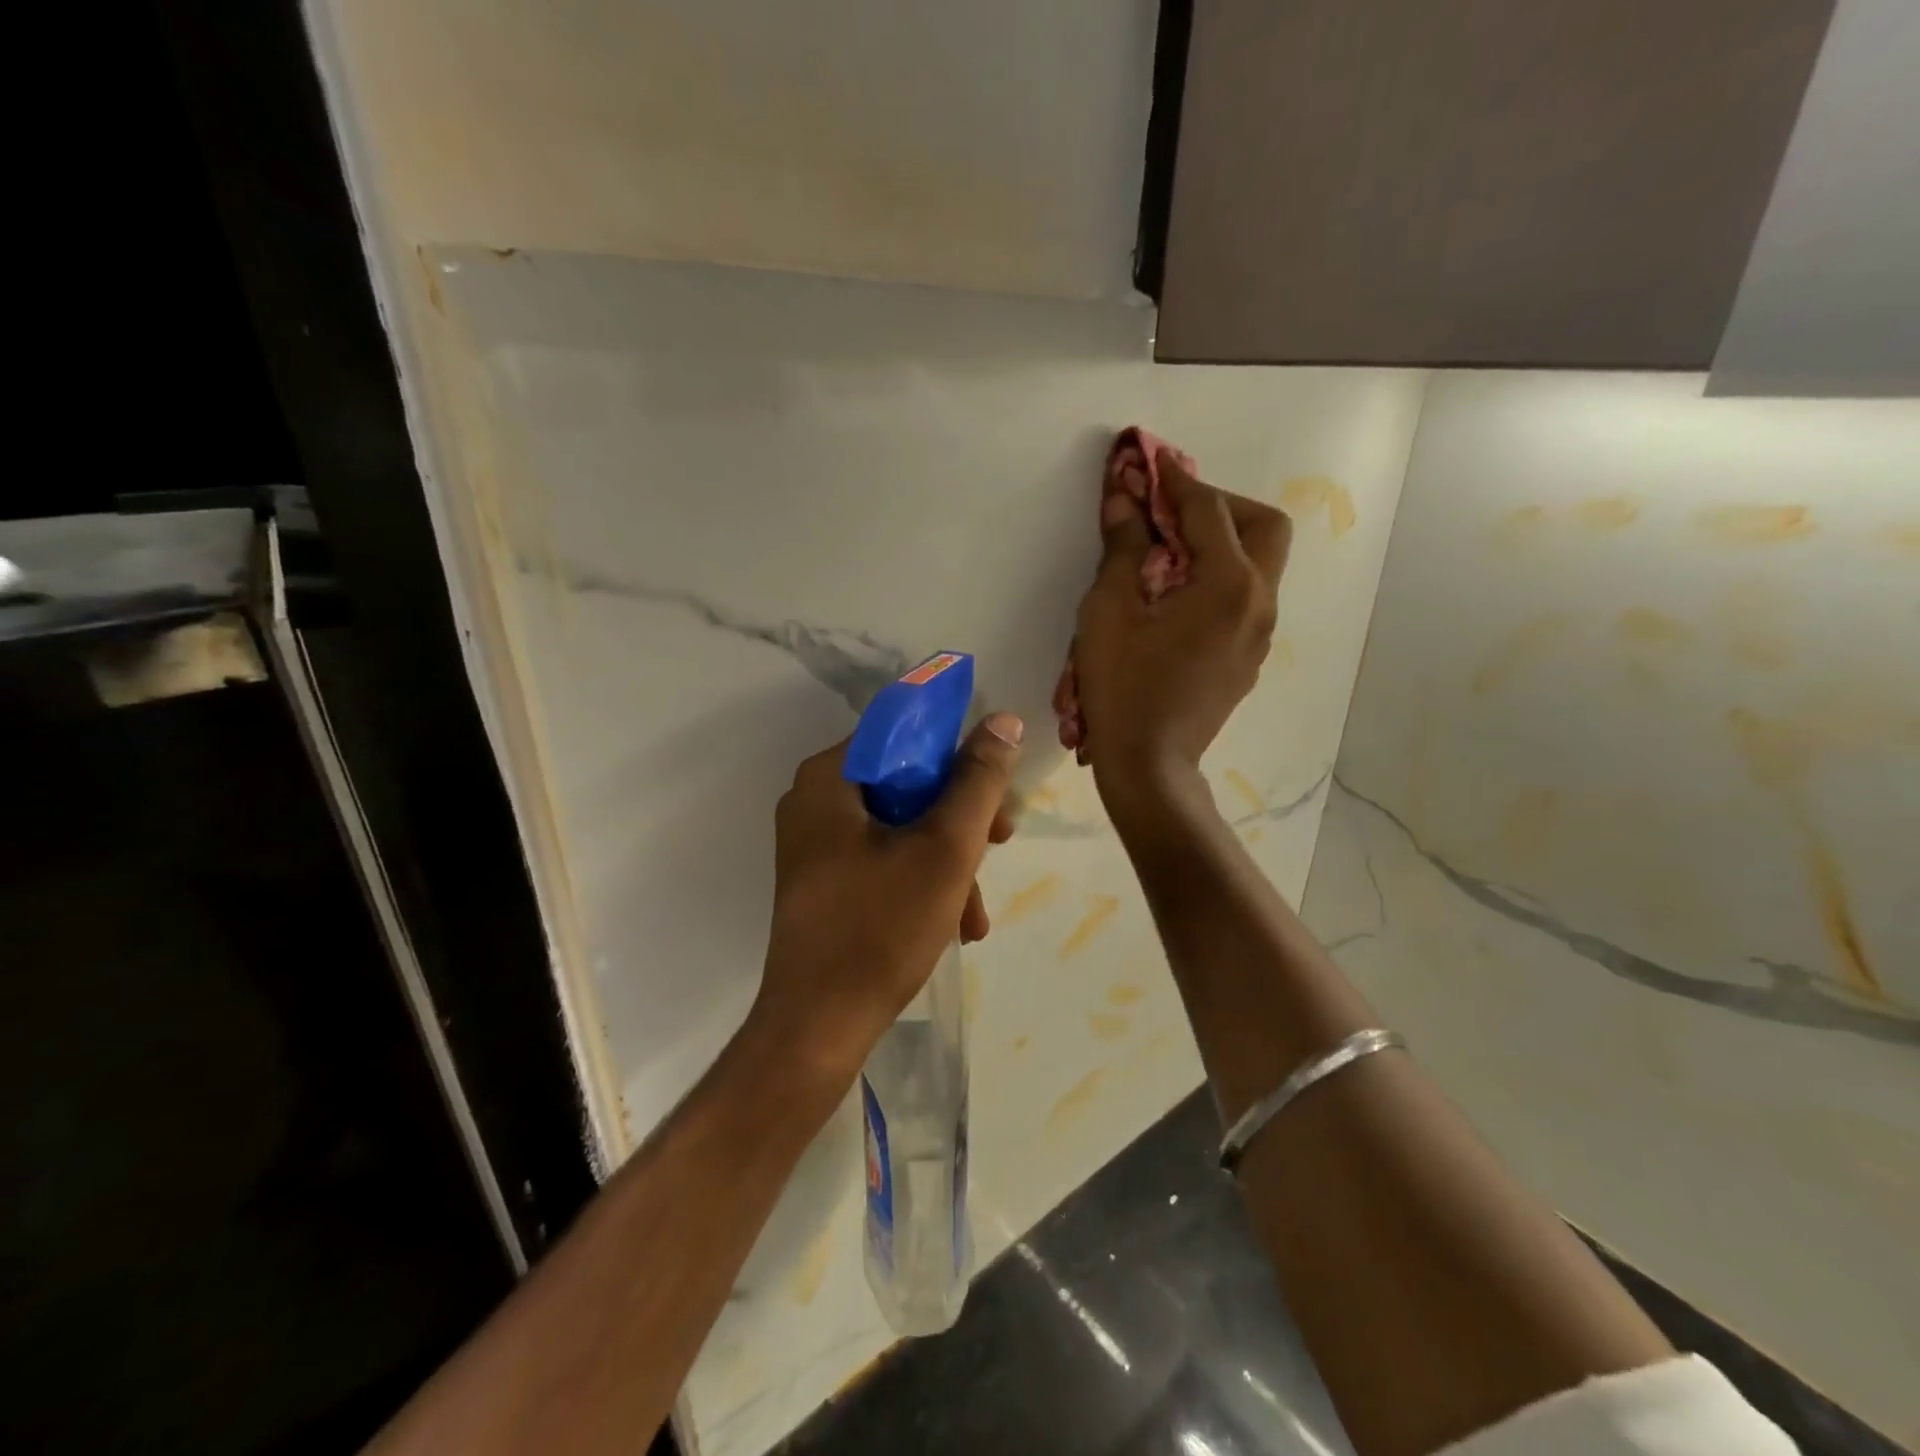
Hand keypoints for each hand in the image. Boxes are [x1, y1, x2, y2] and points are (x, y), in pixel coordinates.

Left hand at [753, 714, 1022, 1080]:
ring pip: (900, 825)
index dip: (958, 752)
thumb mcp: (945, 847)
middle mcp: (814, 800)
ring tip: (976, 912)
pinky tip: (954, 923)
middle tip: (1001, 843)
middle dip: (960, 818)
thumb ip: (978, 780)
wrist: (818, 1028)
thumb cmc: (881, 928)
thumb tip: (1002, 721)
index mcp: (829, 778)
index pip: (904, 732)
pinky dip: (921, 881)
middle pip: (906, 782)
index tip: (996, 789)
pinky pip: (883, 858)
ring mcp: (815, 843)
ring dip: (948, 860)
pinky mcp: (823, 880)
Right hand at [1074, 450, 1290, 797]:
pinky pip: (1245, 599)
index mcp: (1229, 584)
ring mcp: (1259, 634)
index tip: (1151, 462)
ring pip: (1259, 565)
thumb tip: (1123, 498)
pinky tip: (1177, 601)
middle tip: (1174, 514)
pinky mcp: (1248, 659)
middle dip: (1221, 506)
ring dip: (1222, 544)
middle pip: (1264, 526)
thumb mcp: (1109, 610)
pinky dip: (1219, 580)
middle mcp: (1259, 602)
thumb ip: (1122, 547)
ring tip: (1170, 556)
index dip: (1176, 481)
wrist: (1148, 764)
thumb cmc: (1123, 686)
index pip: (1208, 510)